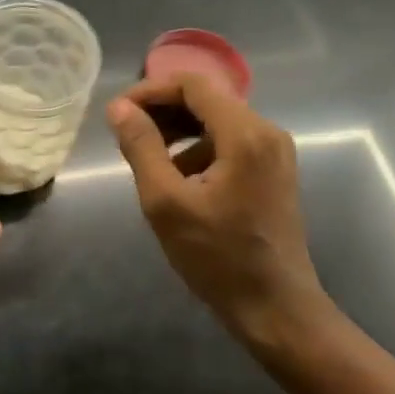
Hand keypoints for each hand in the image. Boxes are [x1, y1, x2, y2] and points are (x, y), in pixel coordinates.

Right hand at [107, 75, 328, 343]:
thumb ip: (141, 147)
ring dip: (179, 130)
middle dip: (163, 110)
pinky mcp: (273, 170)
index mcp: (245, 134)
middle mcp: (266, 131)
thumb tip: (119, 107)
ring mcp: (275, 151)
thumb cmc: (218, 258)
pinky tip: (177, 177)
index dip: (150, 90)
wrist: (276, 309)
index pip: (192, 84)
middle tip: (126, 134)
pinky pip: (230, 141)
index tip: (118, 112)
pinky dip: (199, 148)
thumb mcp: (166, 203)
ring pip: (217, 120)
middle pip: (206, 99)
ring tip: (146, 157)